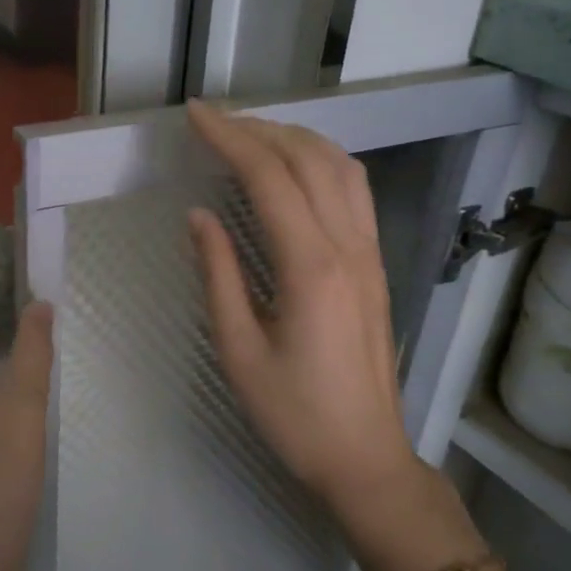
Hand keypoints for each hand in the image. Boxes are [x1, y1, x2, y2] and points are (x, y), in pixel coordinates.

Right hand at [186, 101, 422, 515]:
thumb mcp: (239, 351)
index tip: (194, 114)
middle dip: (259, 129)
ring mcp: (370, 252)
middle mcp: (348, 246)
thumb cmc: (294, 414)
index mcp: (310, 267)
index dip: (229, 137)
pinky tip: (298, 168)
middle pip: (307, 159)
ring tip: (251, 134)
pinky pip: (356, 191)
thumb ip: (218, 274)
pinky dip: (323, 162)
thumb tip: (199, 215)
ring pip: (340, 167)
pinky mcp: (376, 264)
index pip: (269, 177)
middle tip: (214, 122)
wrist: (365, 456)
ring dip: (295, 139)